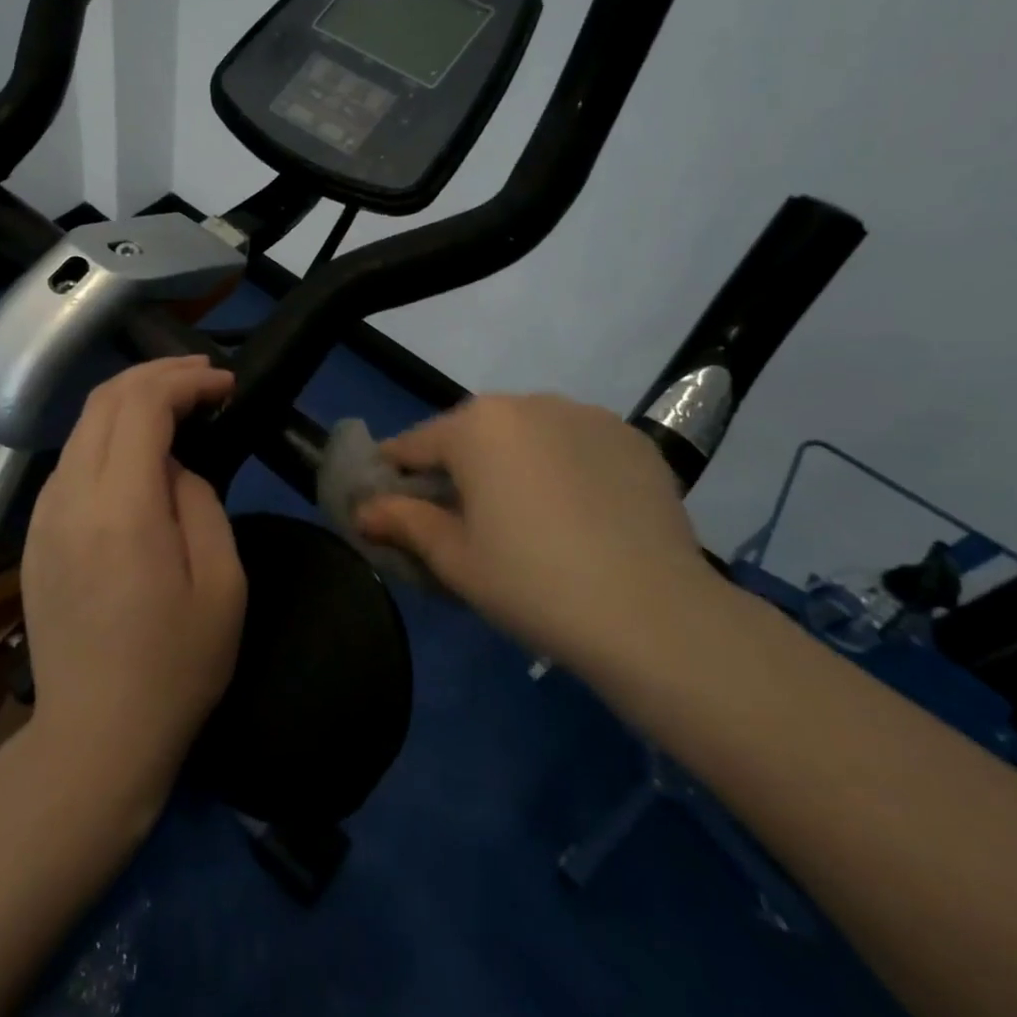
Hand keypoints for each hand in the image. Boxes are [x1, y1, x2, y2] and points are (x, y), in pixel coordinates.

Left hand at [19, 356, 246, 801]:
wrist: (94, 738)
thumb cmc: (174, 667)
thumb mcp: (221, 584)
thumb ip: (200, 503)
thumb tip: (173, 467)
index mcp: (120, 509)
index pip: (142, 405)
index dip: (185, 380)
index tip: (224, 384)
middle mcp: (70, 498)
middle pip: (104, 400)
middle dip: (156, 375)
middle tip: (202, 378)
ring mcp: (42, 516)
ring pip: (82, 425)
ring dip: (130, 401)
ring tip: (176, 405)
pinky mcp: (34, 536)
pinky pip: (71, 461)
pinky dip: (107, 435)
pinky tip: (136, 452)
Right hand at [357, 394, 710, 660]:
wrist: (654, 614)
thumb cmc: (532, 583)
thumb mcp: (455, 559)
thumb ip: (403, 522)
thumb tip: (363, 509)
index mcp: (475, 426)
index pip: (414, 444)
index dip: (395, 475)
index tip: (390, 505)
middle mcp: (526, 402)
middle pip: (471, 433)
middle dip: (458, 468)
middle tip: (463, 521)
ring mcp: (584, 414)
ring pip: (525, 434)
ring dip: (512, 463)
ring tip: (528, 518)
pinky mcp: (630, 436)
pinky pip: (575, 443)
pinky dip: (562, 466)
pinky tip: (577, 513)